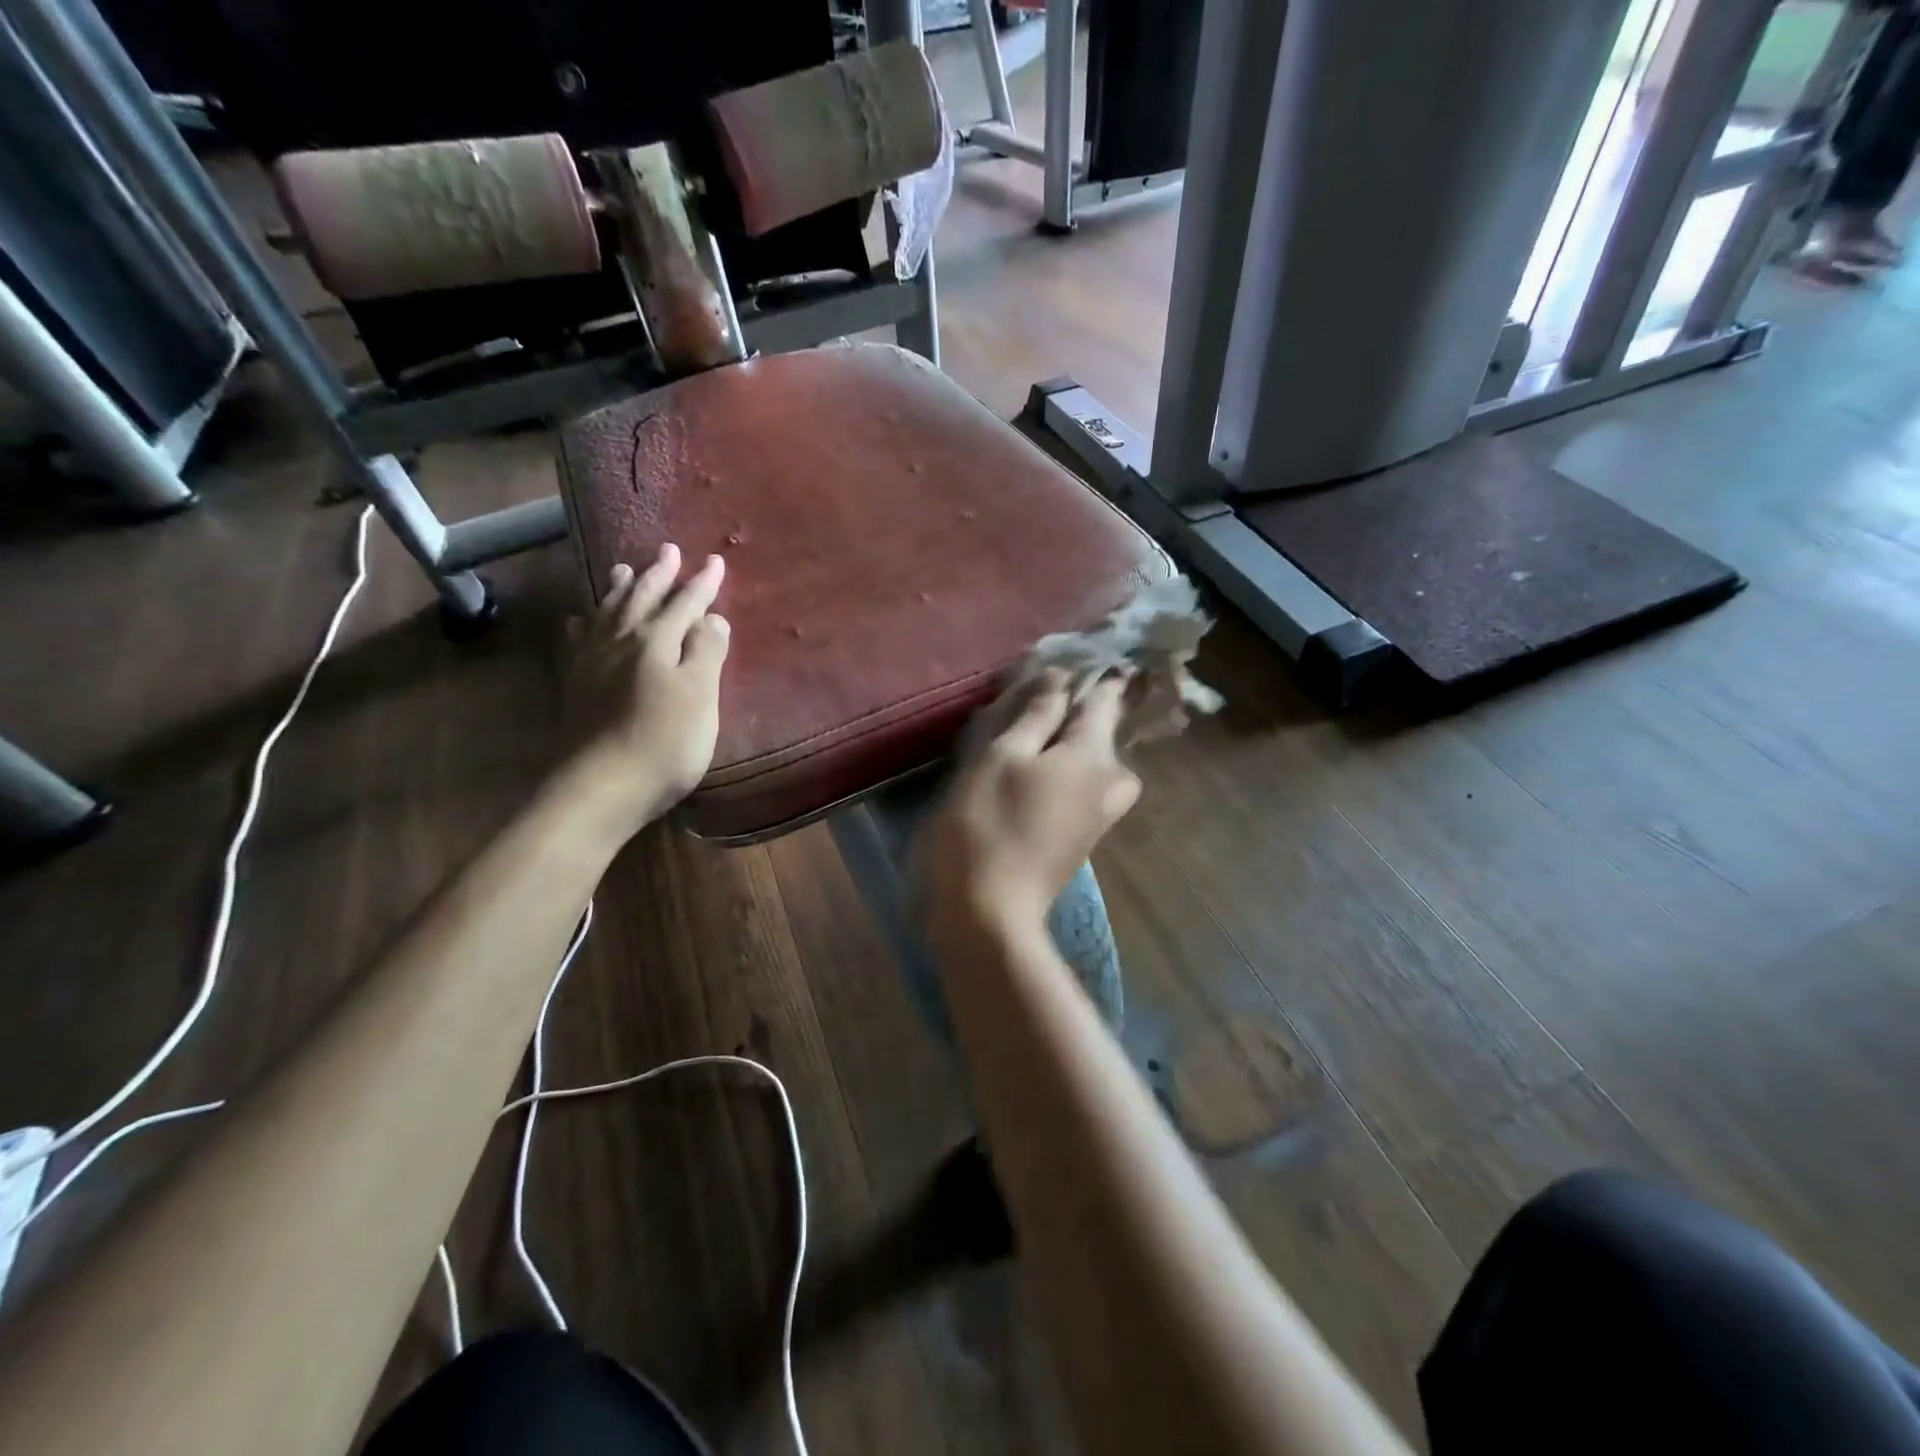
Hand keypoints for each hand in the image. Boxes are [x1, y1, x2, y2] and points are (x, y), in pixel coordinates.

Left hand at [556, 543, 730, 841]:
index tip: (715, 561)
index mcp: (656, 641)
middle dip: (659, 574)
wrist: (600, 787)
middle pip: (642, 598)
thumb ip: (706, 653)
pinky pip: (579, 640)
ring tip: (623, 568)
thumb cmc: (664, 744)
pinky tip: (580, 621)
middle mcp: (621, 641)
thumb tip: (712, 617)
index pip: (685, 603)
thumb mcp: (700, 697)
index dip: (702, 583)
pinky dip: (585, 623)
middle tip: (669, 550)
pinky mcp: (575, 685)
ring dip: (620, 588)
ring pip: (607, 612)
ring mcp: (592, 662)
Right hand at [920, 670, 1140, 939]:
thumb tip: (1061, 678)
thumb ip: (1035, 713)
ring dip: (1066, 741)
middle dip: (1075, 709)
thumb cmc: (986, 824)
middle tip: (1031, 701)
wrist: (988, 911)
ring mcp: (1100, 812)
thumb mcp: (1001, 756)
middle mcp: (1110, 781)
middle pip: (1103, 729)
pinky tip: (1029, 769)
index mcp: (1094, 754)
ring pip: (1092, 759)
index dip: (1087, 672)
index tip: (1060, 659)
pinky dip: (1062, 768)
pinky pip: (1082, 785)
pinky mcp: (1083, 835)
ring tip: (1024, 736)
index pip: (1105, 696)